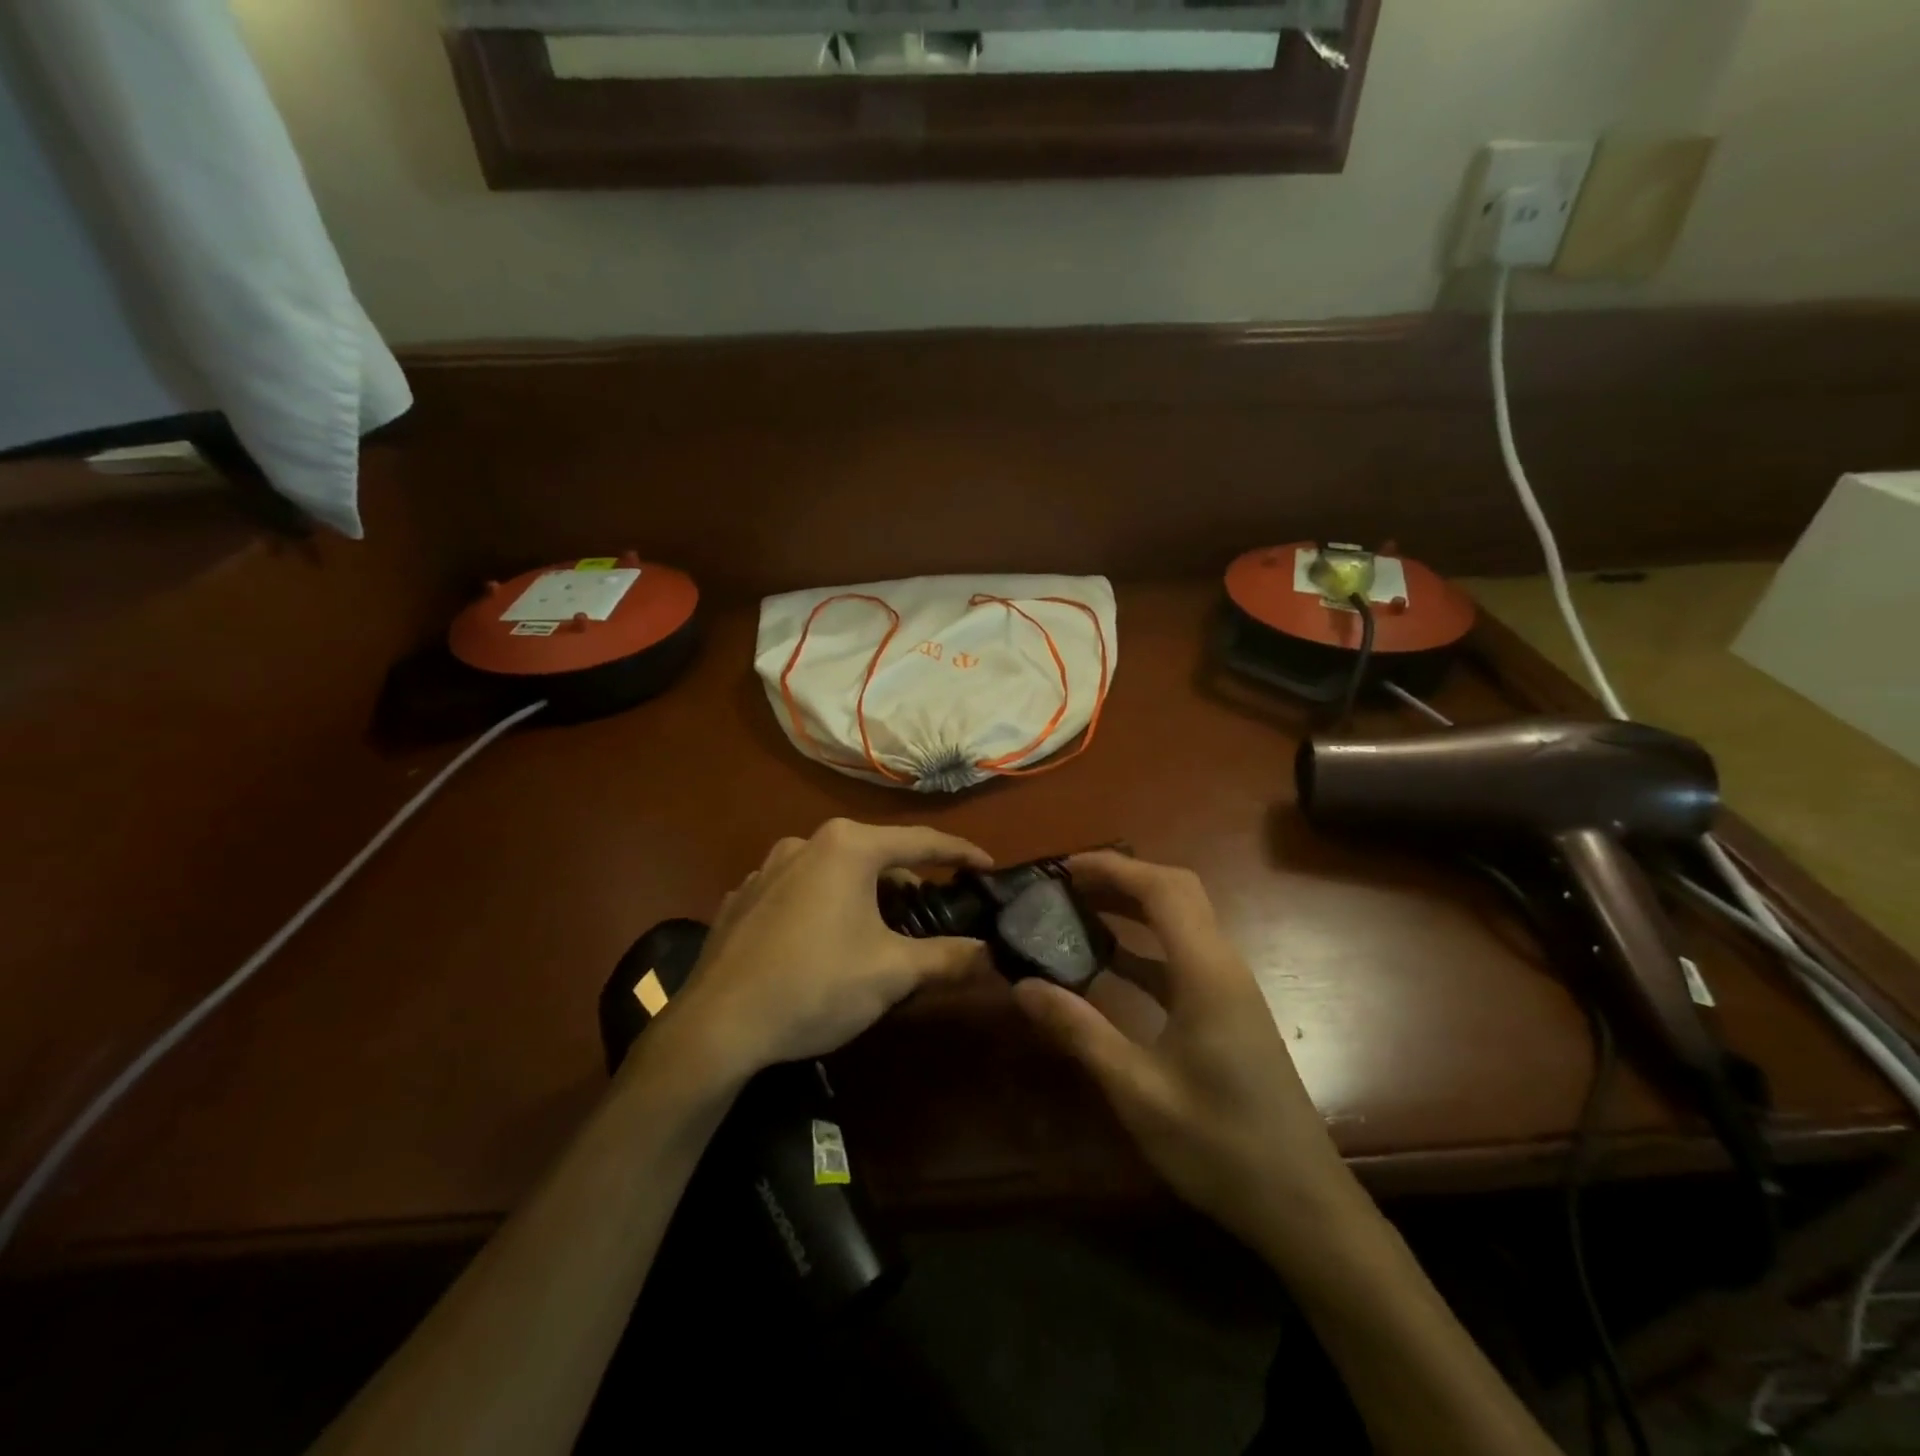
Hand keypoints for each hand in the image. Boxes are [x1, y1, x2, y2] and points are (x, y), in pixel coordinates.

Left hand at [668, 819, 992, 1079]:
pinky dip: (823, 905)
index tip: (987, 866)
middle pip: (876, 854)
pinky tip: (822, 942)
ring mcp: (767, 867)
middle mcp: (806, 842)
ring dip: (864, 893)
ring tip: (876, 932)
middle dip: (908, 881)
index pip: (922, 841)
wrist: (716, 1026)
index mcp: (848, 847)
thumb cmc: (816, 986)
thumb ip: (948, 957)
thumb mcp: (892, 973)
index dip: (960, 853)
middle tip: (929, 914)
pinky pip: (800, 890)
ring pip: (835, 871)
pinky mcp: (743, 896)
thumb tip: (991, 954)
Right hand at [1012, 851, 1357, 1256]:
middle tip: (1065, 886)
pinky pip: (1182, 956)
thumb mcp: (1137, 1090)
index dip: (1112, 869)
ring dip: (1133, 908)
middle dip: (1121, 879)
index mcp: (1206, 973)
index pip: (1162, 889)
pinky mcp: (1228, 1012)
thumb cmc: (1218, 1146)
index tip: (1062, 869)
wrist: (1301, 1206)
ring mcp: (1230, 989)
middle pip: (1176, 892)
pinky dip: (1144, 945)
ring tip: (1078, 911)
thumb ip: (1079, 1030)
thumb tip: (1022, 985)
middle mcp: (1223, 966)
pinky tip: (1108, 963)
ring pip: (1181, 922)